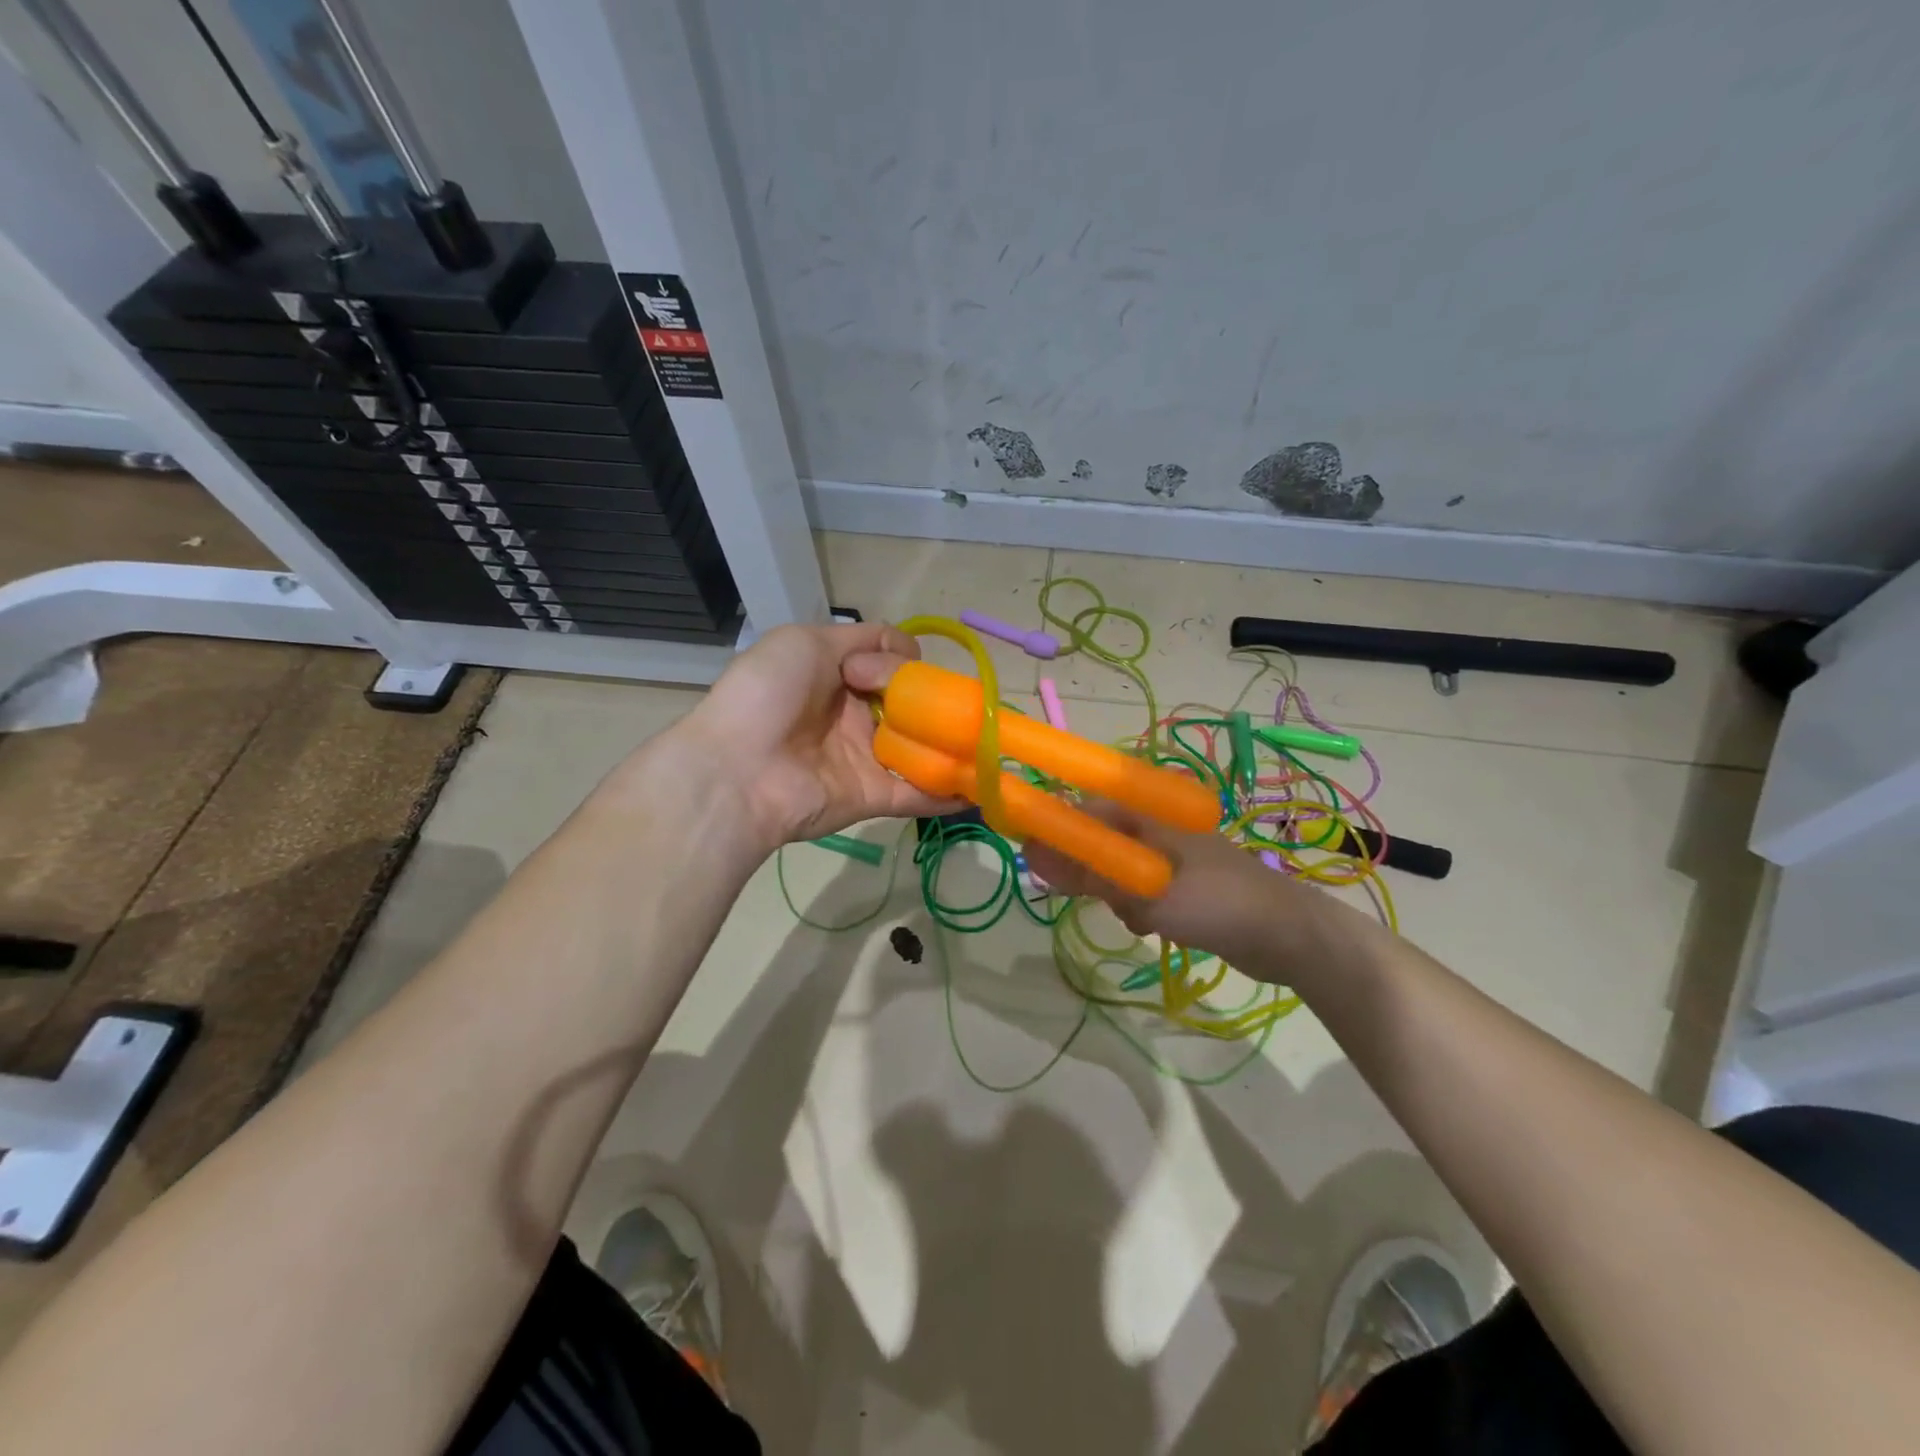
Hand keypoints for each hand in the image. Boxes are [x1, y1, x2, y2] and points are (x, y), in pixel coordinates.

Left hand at [679, 622, 958, 849]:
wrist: (736, 768)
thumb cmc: (769, 693)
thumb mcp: (807, 642)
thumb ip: (860, 639)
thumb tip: (906, 649)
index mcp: (835, 677)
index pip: (888, 665)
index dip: (906, 662)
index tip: (912, 665)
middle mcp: (853, 717)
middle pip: (909, 705)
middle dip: (938, 701)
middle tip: (961, 704)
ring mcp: (864, 759)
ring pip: (918, 748)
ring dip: (953, 745)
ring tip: (992, 739)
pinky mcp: (871, 797)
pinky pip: (916, 793)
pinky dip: (948, 792)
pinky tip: (982, 784)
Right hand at [1024, 803, 1353, 981]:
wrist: (1287, 935)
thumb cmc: (1215, 902)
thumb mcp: (1145, 889)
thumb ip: (1087, 871)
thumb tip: (1030, 851)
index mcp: (1146, 808)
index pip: (1080, 806)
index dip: (1055, 833)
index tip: (1042, 868)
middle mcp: (1152, 822)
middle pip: (1094, 838)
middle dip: (1090, 873)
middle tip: (1102, 901)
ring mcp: (1167, 851)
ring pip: (1113, 867)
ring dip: (1114, 894)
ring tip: (1137, 917)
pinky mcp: (1178, 879)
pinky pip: (1137, 887)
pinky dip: (1136, 906)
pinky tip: (1153, 926)